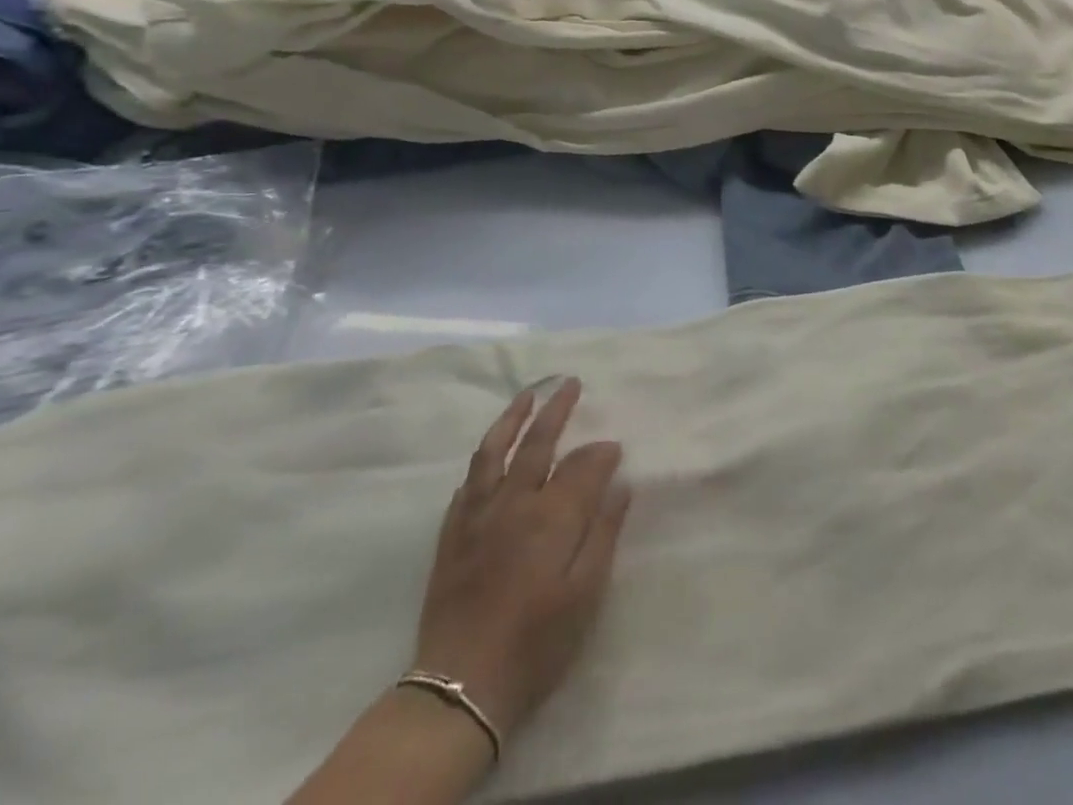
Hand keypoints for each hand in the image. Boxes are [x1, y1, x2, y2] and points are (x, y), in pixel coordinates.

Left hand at [413, 379, 630, 741]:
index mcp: (552, 516)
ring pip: (493, 452)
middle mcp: (514, 503)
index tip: (616, 447)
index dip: (601, 453)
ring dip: (511, 419)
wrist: (461, 687)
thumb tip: (621, 483)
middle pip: (538, 443)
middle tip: (571, 383)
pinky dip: (481, 463)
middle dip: (557, 410)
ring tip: (526, 396)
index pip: (583, 466)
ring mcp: (478, 516)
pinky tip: (489, 456)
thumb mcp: (586, 594)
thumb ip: (604, 533)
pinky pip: (466, 486)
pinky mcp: (452, 536)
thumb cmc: (536, 644)